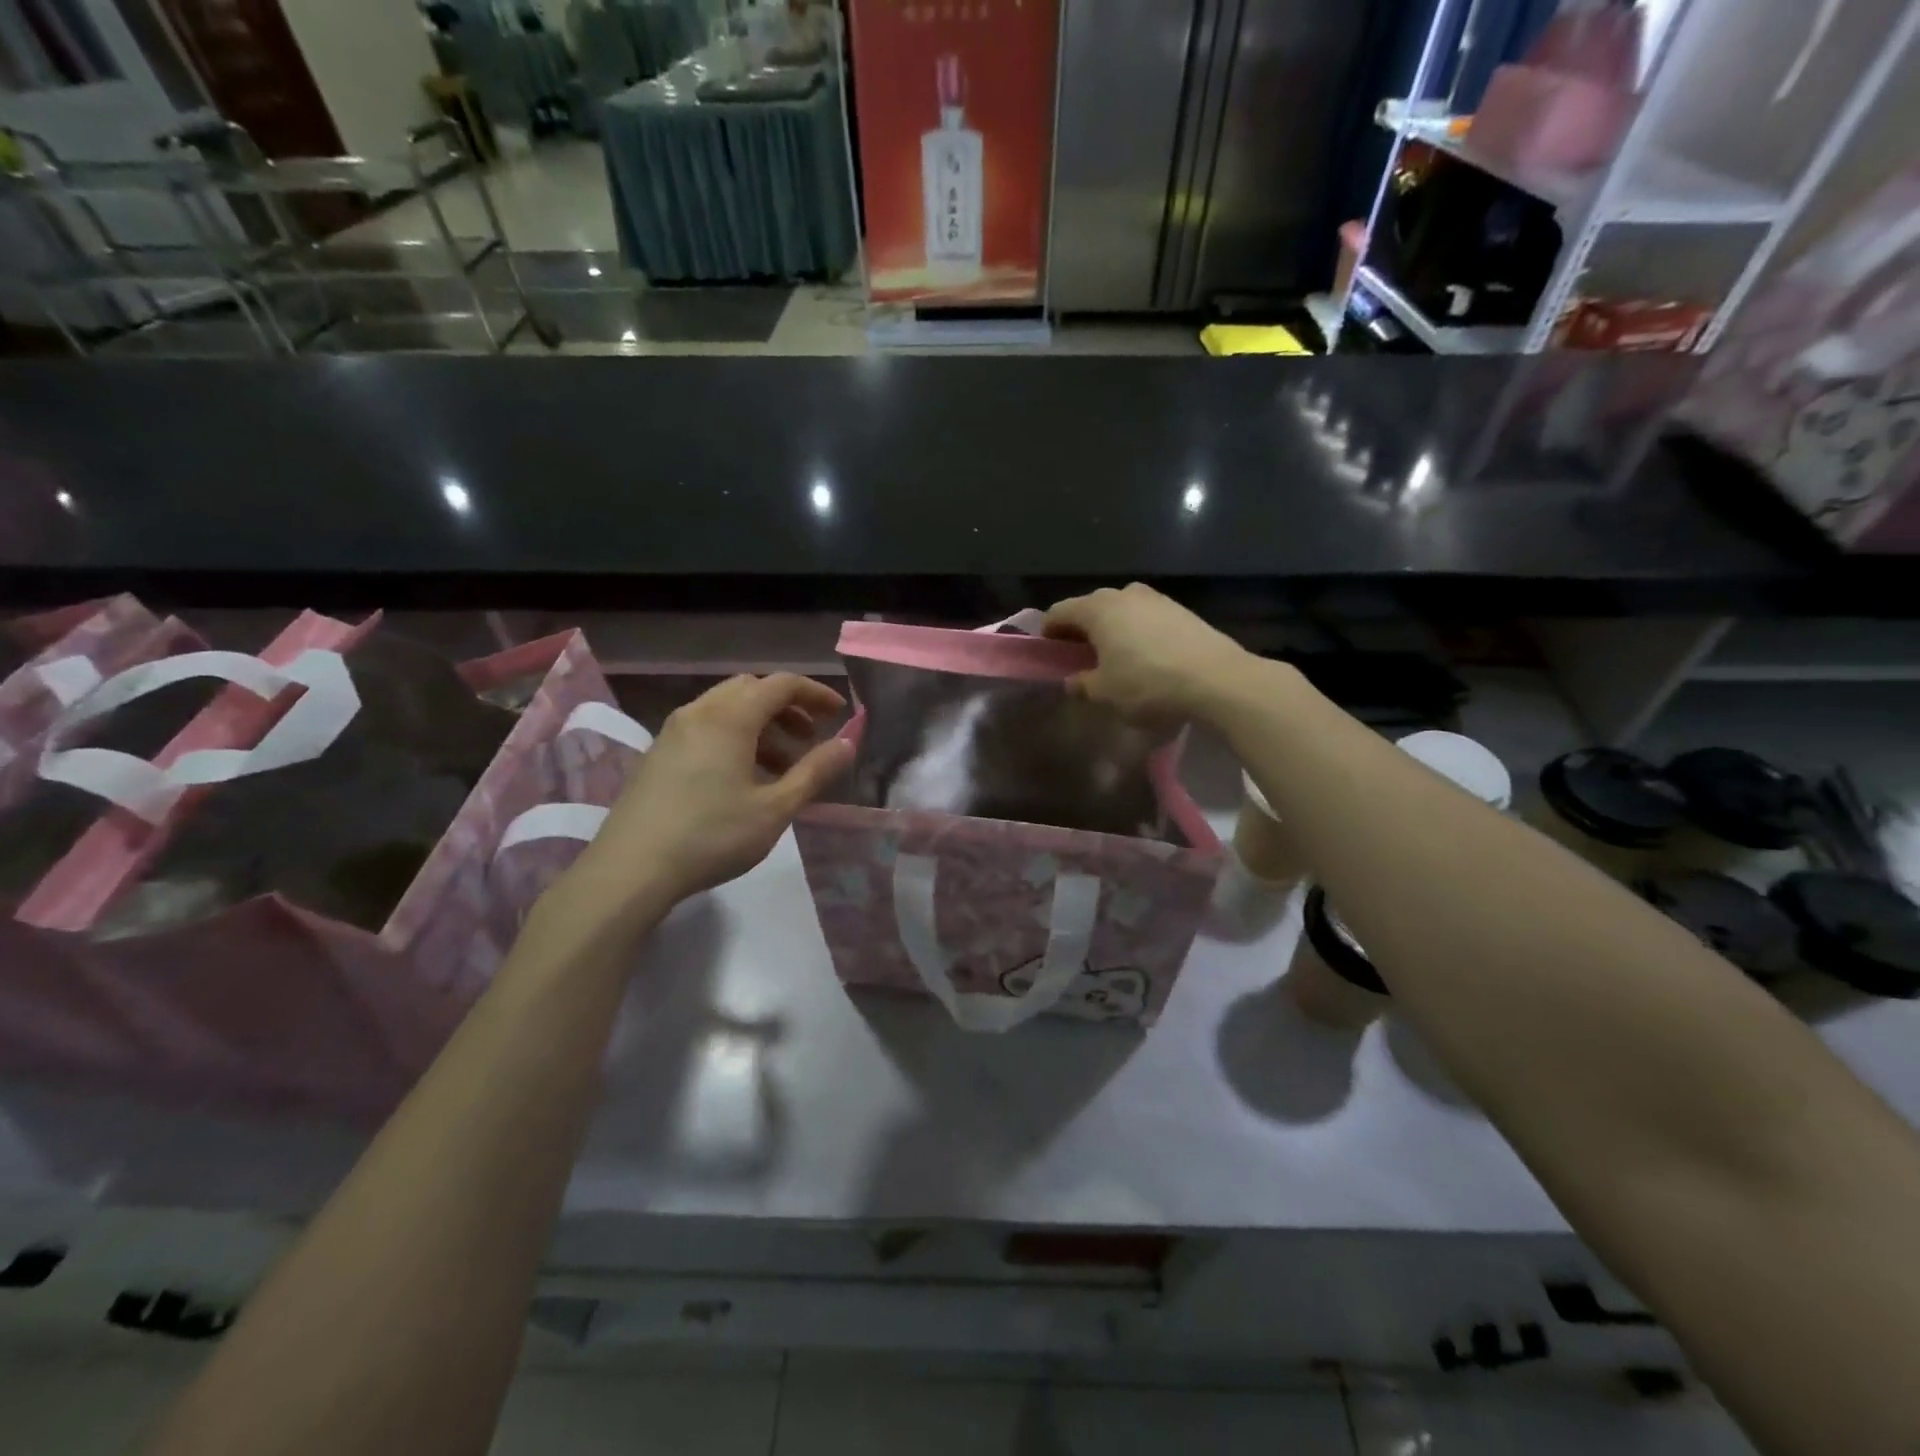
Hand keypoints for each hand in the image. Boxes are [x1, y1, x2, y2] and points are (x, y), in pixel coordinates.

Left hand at [568, 673, 853, 918]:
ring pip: (726, 708)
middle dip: (786, 707)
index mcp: (730, 718)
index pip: (781, 685)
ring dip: (761, 724)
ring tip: (782, 765)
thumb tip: (846, 744)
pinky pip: (705, 727)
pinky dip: (734, 736)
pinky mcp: (657, 754)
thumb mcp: (775, 808)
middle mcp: (699, 713)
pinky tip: (743, 777)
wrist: (631, 869)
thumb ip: (814, 772)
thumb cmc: (712, 836)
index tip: (839, 714)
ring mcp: (672, 732)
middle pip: (751, 689)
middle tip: (810, 738)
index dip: (815, 694)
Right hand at [1044, 583, 1252, 722]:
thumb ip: (1083, 685)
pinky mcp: (1180, 610)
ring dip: (1110, 630)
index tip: (1048, 653)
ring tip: (1112, 657)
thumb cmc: (1148, 684)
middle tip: (1078, 657)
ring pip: (1120, 611)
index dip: (1048, 632)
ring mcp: (1156, 598)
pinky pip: (1145, 618)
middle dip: (1080, 630)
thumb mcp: (1105, 693)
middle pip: (1090, 607)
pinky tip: (1144, 657)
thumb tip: (1073, 681)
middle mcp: (1124, 594)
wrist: (1216, 679)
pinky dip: (1135, 632)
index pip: (1059, 612)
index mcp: (1097, 609)